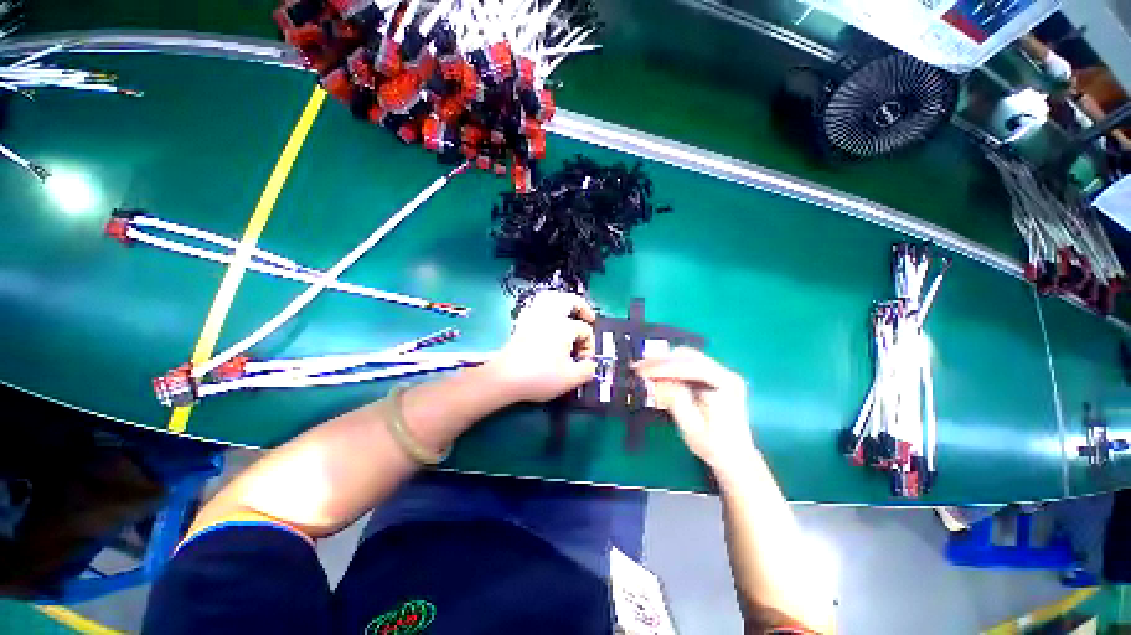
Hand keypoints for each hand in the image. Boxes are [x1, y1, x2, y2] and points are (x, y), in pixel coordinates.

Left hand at [486, 291, 597, 402]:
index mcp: (565, 326)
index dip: (589, 346)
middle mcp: (550, 316)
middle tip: (588, 318)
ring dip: (563, 301)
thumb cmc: (540, 376)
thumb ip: (588, 370)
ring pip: (550, 297)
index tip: (583, 362)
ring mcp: (534, 316)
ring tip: (569, 311)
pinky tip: (547, 317)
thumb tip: (591, 364)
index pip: (585, 330)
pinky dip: (545, 306)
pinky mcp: (522, 322)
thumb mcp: (571, 379)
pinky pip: (536, 305)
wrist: (506, 377)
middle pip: (570, 300)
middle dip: (582, 308)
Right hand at [633, 348, 755, 474]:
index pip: (690, 367)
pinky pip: (688, 365)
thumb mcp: (691, 426)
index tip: (641, 370)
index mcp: (725, 384)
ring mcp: (720, 373)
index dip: (663, 367)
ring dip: (664, 362)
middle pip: (688, 357)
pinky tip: (657, 373)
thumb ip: (674, 399)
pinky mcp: (713, 377)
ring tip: (644, 369)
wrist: (735, 457)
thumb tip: (655, 381)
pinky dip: (670, 367)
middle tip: (638, 366)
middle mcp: (725, 373)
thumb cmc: (713, 445)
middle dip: (661, 361)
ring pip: (687, 358)